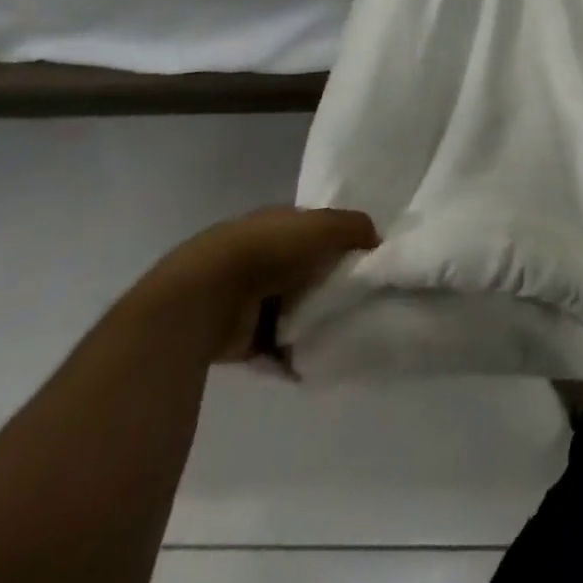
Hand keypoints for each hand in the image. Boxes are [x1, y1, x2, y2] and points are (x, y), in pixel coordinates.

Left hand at [136, 206, 379, 363]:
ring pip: (290, 308)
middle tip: (360, 299)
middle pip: (304, 270)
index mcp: (276, 222)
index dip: (339, 240)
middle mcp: (259, 255)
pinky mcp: (236, 336)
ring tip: (343, 332)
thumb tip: (376, 240)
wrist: (205, 298)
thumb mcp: (324, 225)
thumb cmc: (269, 251)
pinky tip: (316, 360)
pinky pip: (274, 346)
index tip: (365, 259)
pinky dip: (292, 354)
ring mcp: (244, 296)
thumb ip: (355, 227)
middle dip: (327, 284)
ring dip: (310, 321)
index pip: (314, 228)